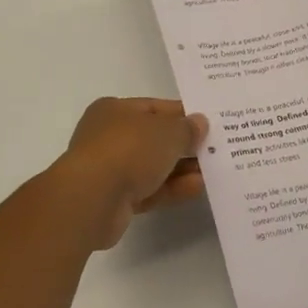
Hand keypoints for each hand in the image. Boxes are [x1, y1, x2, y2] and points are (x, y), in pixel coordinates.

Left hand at [57, 98, 208, 248]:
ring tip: (212, 171)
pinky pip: (149, 190)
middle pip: (154, 138)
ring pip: (152, 166)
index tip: (209, 124)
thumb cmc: (128, 149)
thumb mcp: (167, 132)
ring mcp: (110, 169)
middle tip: (216, 149)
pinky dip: (171, 188)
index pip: (155, 108)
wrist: (91, 198)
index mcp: (115, 110)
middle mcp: (109, 136)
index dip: (183, 115)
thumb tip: (200, 123)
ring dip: (181, 169)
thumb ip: (187, 128)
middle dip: (184, 145)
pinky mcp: (115, 199)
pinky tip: (197, 188)